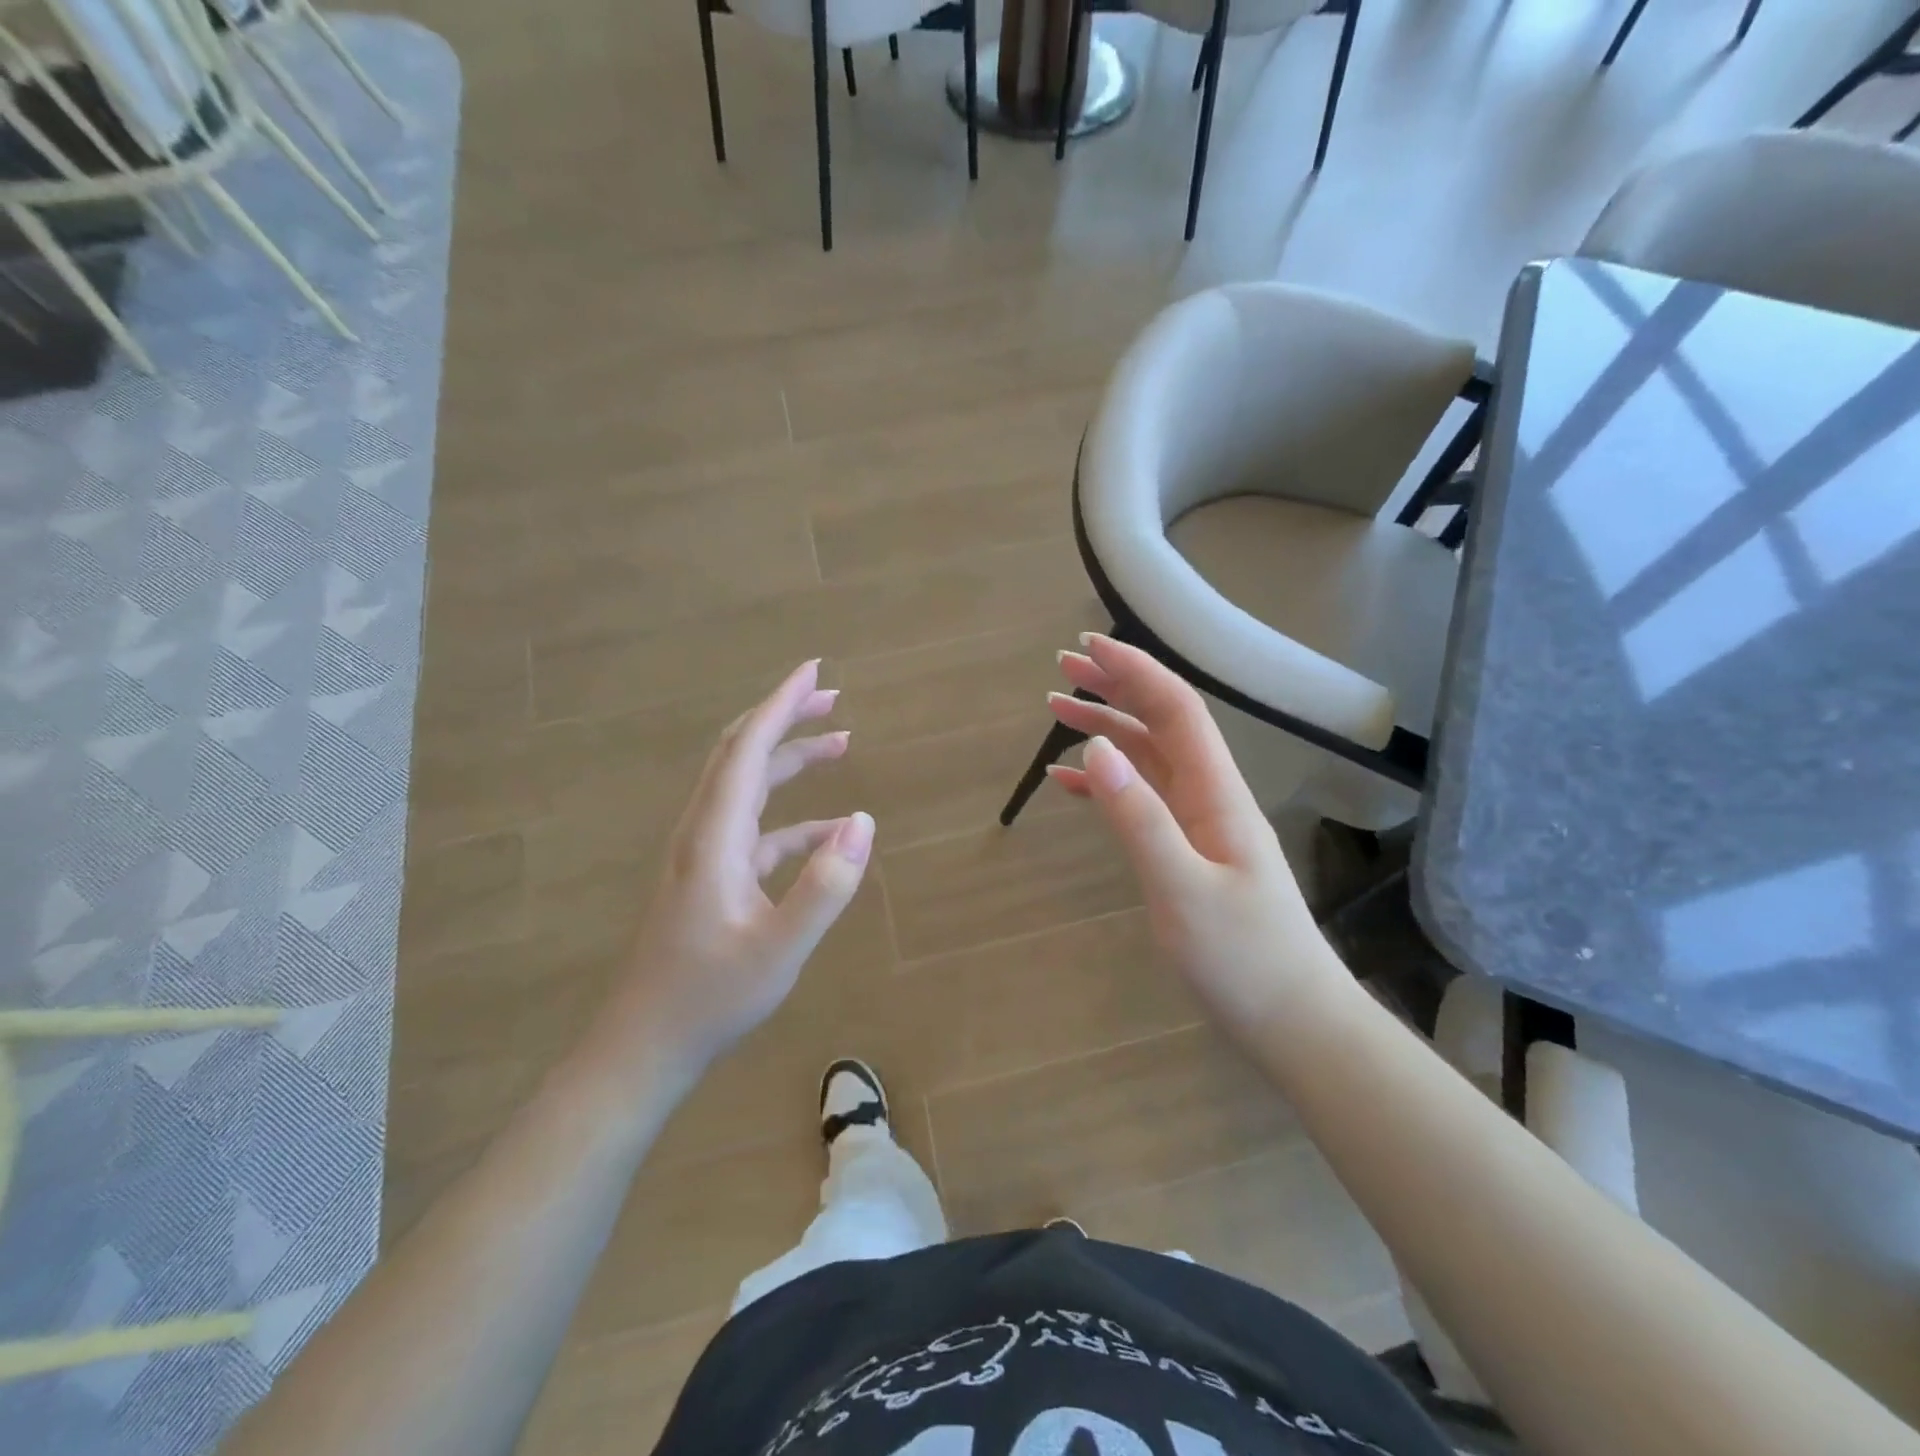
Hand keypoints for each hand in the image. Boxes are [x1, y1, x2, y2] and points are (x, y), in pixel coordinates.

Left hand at [595, 660, 872, 1085]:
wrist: (644, 1046)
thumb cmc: (709, 998)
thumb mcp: (780, 948)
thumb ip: (825, 885)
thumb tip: (863, 822)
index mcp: (714, 836)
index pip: (747, 748)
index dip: (781, 704)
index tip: (815, 671)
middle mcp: (702, 831)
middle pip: (741, 753)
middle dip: (785, 718)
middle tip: (832, 697)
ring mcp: (703, 855)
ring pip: (746, 786)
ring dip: (789, 759)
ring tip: (840, 744)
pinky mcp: (709, 877)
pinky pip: (755, 828)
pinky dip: (791, 815)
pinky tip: (827, 829)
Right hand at [1046, 635, 1349, 1042]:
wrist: (1293, 1021)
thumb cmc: (1242, 959)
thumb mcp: (1181, 890)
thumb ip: (1137, 818)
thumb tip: (1093, 748)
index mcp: (1216, 793)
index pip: (1175, 709)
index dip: (1134, 671)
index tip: (1088, 646)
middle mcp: (1210, 795)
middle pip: (1160, 723)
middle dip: (1115, 688)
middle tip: (1063, 667)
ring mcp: (1201, 823)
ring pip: (1149, 758)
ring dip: (1106, 730)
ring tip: (1057, 710)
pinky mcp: (1189, 851)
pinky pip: (1144, 799)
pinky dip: (1107, 783)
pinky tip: (1071, 782)